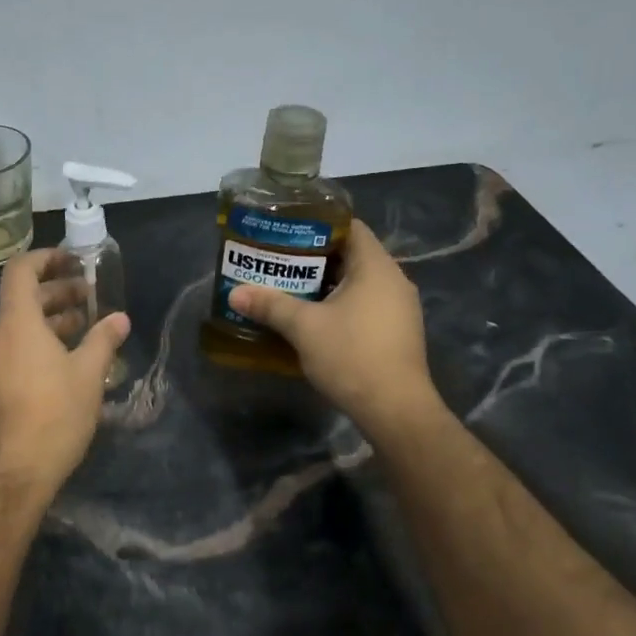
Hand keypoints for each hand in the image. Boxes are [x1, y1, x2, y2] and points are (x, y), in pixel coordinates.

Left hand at [0, 250, 130, 496]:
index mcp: (16, 323)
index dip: (45, 258)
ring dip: (51, 319)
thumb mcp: (88, 374)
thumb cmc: (55, 415)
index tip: (72, 261)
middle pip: (22, 298)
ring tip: (84, 326)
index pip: (20, 271)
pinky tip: (67, 359)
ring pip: (19, 326)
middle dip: (57, 292)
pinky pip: (14, 348)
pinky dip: (39, 341)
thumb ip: (103, 340)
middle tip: (90, 296)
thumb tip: (120, 318)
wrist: (16, 473)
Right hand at [228, 222, 441, 440]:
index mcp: (376, 267)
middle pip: (352, 256)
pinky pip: (366, 306)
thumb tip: (234, 293)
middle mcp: (394, 280)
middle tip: (280, 262)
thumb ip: (270, 305)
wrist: (395, 410)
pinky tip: (315, 320)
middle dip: (316, 259)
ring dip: (327, 285)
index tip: (288, 232)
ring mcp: (400, 308)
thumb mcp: (304, 328)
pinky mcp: (398, 333)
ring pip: (359, 284)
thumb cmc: (352, 356)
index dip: (319, 225)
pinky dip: (342, 306)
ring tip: (291, 289)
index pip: (351, 227)